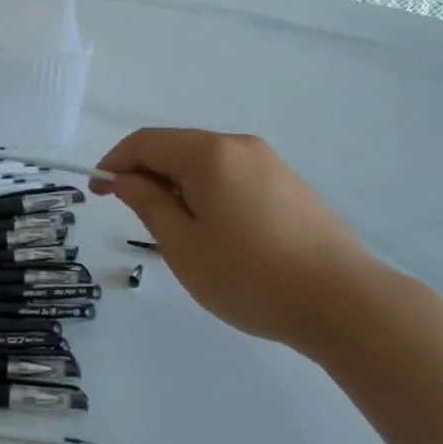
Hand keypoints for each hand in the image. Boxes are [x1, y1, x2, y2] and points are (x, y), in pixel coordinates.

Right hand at [95, 128, 383, 349]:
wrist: (345, 301)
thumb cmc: (251, 276)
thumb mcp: (184, 246)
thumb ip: (148, 204)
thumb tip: (124, 178)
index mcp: (208, 153)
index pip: (146, 142)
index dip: (114, 162)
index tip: (97, 192)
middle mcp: (238, 145)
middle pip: (177, 147)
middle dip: (146, 174)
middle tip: (132, 215)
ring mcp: (269, 162)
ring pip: (206, 162)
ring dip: (178, 184)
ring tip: (174, 230)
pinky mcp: (289, 183)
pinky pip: (233, 175)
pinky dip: (208, 191)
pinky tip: (215, 230)